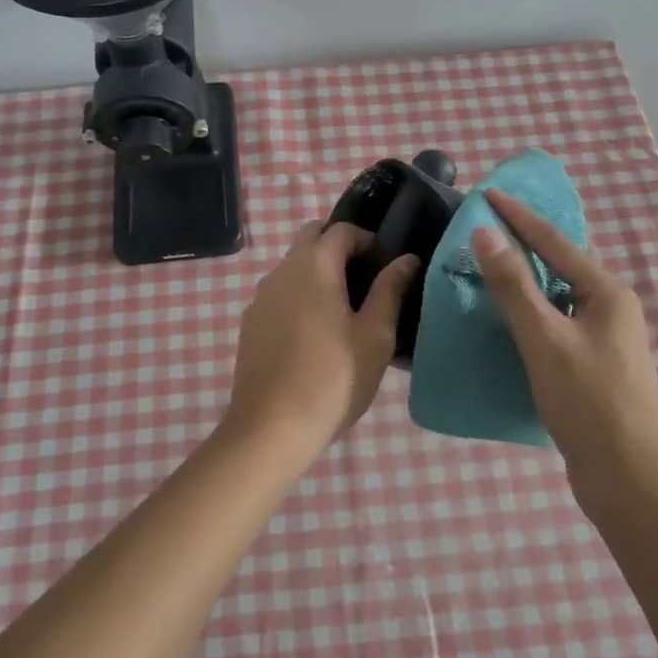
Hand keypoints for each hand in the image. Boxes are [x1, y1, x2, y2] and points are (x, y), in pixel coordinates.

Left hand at [225, 222, 419, 451]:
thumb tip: (406, 259)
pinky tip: (314, 334)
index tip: (386, 264)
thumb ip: (390, 290)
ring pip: (292, 267)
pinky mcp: (251, 323)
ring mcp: (260, 297)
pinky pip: (279, 294)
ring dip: (318, 273)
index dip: (366, 239)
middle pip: (311, 239)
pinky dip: (299, 296)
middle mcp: (281, 271)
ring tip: (344, 310)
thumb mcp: (375, 336)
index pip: (340, 230)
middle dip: (339, 249)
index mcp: (313, 266)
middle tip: (366, 281)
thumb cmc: (333, 379)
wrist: (271, 427)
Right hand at [473, 190, 657, 501]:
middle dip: (525, 242)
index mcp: (607, 292)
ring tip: (490, 264)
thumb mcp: (545, 338)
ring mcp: (605, 338)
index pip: (555, 241)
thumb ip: (514, 286)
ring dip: (526, 278)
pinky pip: (557, 321)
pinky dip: (531, 310)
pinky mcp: (593, 365)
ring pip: (559, 294)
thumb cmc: (588, 401)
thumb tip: (486, 234)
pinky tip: (507, 317)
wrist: (627, 476)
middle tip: (485, 226)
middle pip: (562, 263)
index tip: (488, 193)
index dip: (519, 216)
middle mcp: (611, 308)